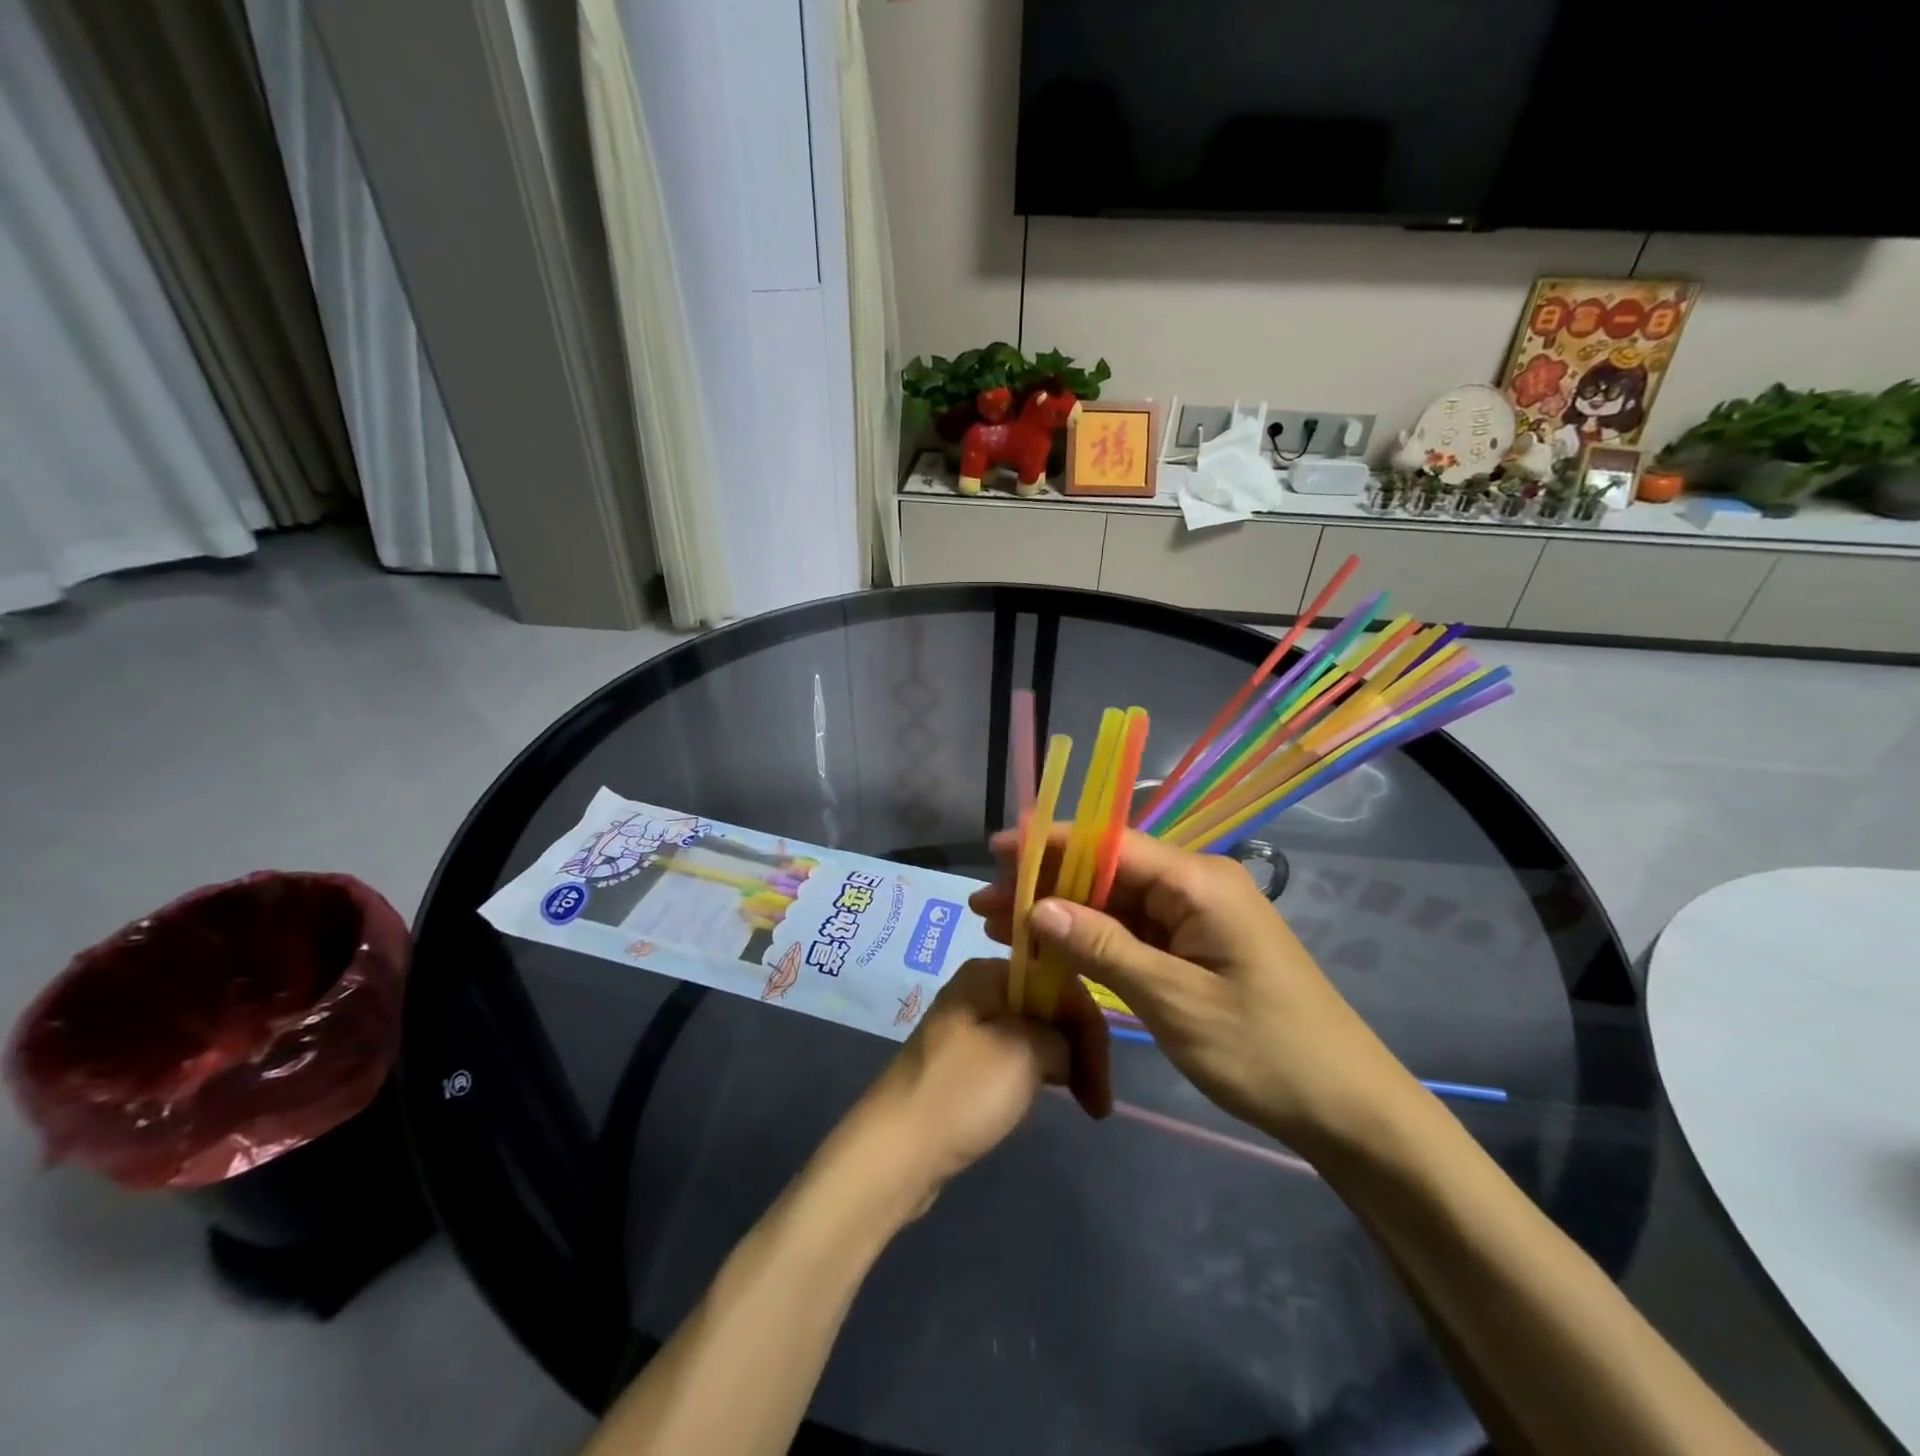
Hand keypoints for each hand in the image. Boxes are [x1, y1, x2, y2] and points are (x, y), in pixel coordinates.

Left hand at [845, 957, 1111, 1200]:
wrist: (895, 1153)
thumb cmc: (961, 1093)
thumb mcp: (1024, 1054)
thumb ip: (1060, 1037)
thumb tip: (1065, 1049)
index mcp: (987, 974)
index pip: (1057, 982)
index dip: (1088, 1025)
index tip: (1104, 1079)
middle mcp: (978, 991)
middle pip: (1047, 1006)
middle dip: (1078, 1047)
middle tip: (1098, 1101)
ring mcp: (969, 1028)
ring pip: (1033, 1034)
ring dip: (1062, 1064)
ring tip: (1080, 1102)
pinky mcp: (964, 1064)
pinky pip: (1013, 1057)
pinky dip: (1035, 1076)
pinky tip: (1042, 1100)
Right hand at [969, 829, 1414, 1151]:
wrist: (1348, 1109)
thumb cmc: (1264, 1051)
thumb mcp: (1174, 1001)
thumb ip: (1103, 947)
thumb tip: (1038, 906)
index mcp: (1198, 881)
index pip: (1108, 843)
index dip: (1047, 844)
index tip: (994, 852)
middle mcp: (1195, 884)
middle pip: (1105, 869)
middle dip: (1044, 882)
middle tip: (984, 903)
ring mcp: (1196, 916)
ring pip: (1113, 901)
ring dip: (1060, 912)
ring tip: (998, 925)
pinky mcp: (1195, 946)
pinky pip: (1133, 930)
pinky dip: (1090, 939)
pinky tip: (1048, 949)